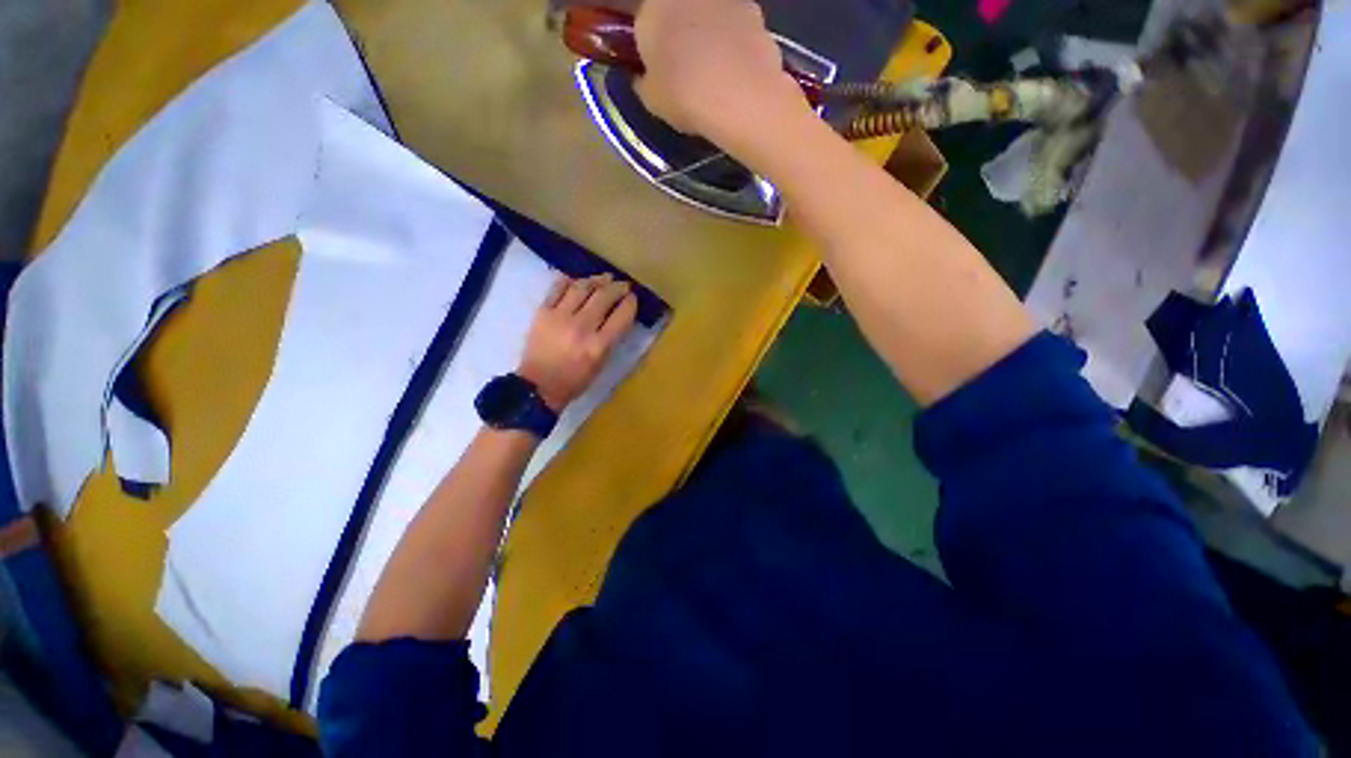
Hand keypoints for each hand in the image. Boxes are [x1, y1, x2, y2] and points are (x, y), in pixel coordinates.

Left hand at [518, 273, 637, 411]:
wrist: (538, 386)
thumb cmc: (574, 381)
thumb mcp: (601, 364)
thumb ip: (611, 340)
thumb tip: (618, 316)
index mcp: (598, 346)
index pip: (621, 315)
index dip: (630, 303)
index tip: (632, 298)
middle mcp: (581, 327)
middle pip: (603, 296)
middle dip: (617, 287)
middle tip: (622, 285)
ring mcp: (560, 317)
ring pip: (582, 287)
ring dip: (596, 280)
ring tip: (604, 279)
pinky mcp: (542, 312)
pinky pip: (557, 288)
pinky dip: (570, 281)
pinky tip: (578, 281)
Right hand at [633, 0, 808, 147]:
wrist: (741, 98)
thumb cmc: (685, 95)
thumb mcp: (651, 100)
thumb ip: (643, 81)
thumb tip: (644, 77)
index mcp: (652, 6)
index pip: (641, 19)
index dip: (645, 42)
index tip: (651, 64)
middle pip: (676, 12)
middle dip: (677, 34)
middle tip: (682, 70)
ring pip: (709, 17)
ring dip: (707, 37)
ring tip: (713, 77)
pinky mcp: (755, 12)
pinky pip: (735, 29)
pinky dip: (733, 47)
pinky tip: (735, 77)